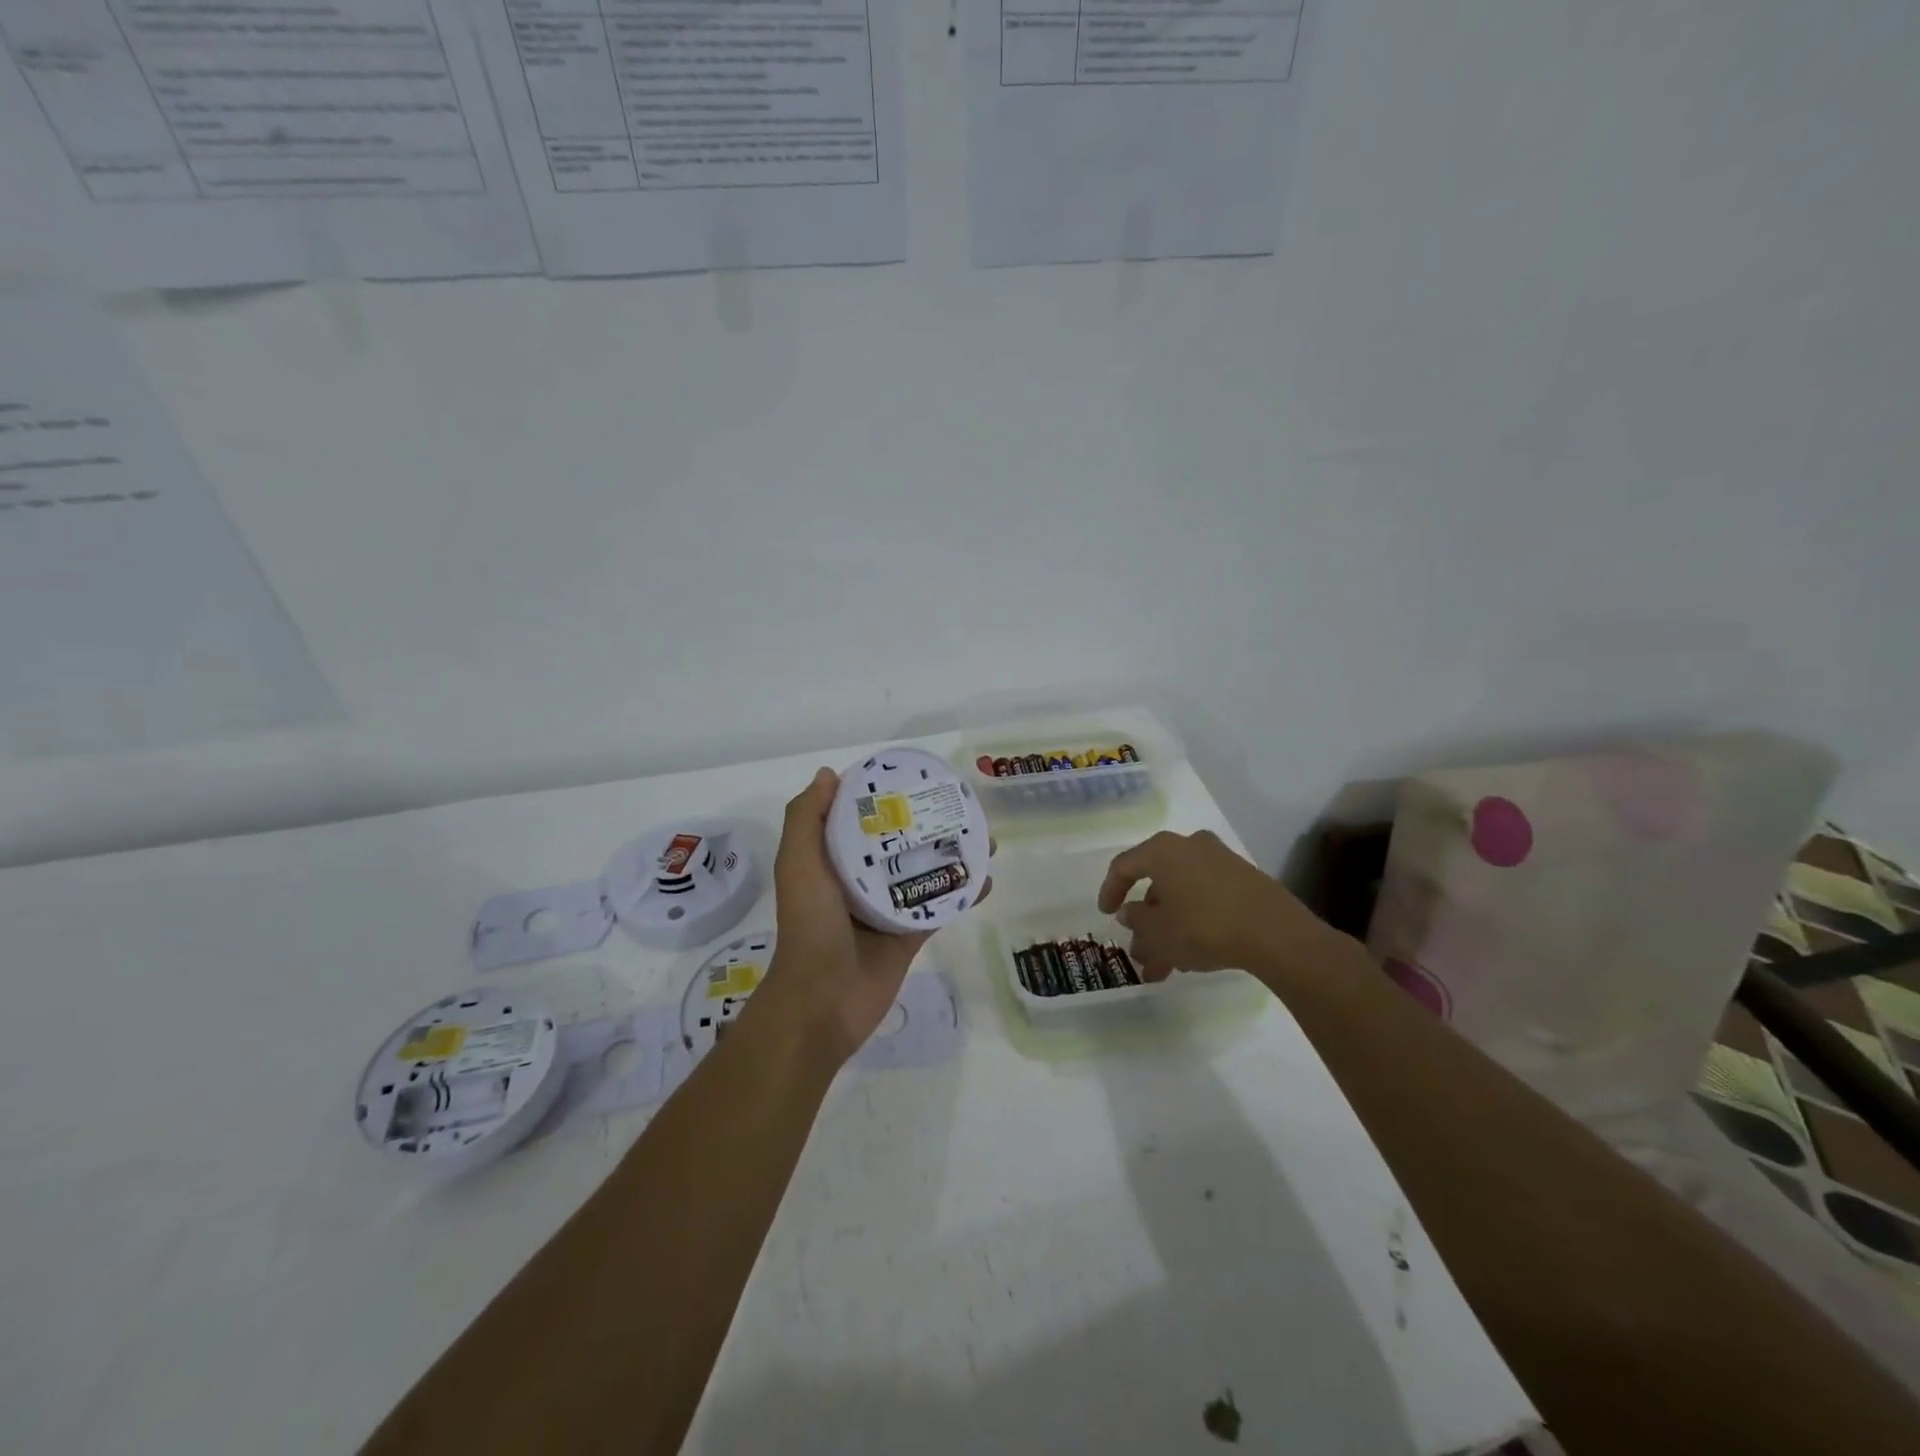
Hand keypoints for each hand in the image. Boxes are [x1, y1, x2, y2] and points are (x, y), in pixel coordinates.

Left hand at [752, 768, 988, 1064]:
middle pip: (899, 842)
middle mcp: (860, 879)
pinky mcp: (910, 934)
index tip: (913, 776)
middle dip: (927, 822)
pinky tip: (988, 879)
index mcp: (832, 860)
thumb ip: (806, 818)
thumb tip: (830, 774)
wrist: (823, 1001)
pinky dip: (964, 893)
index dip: (883, 796)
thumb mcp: (798, 864)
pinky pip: (941, 907)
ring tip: (985, 837)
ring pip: (925, 871)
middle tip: (960, 805)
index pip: (859, 818)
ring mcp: (888, 907)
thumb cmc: (810, 925)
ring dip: (953, 855)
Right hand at [1096, 829, 1346, 983]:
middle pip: (1157, 884)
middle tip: (1140, 952)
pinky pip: (1206, 899)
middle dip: (1146, 922)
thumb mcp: (1158, 931)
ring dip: (1169, 928)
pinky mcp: (1244, 880)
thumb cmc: (1204, 926)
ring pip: (1182, 896)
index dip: (1110, 891)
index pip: (1124, 865)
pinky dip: (1193, 922)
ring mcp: (1221, 862)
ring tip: (1164, 967)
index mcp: (1163, 850)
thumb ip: (1136, 920)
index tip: (1106, 914)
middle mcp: (1190, 846)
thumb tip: (1130, 912)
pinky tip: (1191, 955)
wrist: (1275, 933)